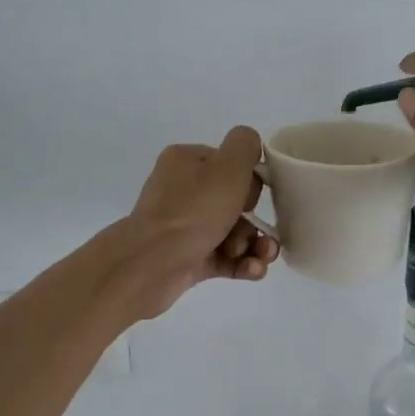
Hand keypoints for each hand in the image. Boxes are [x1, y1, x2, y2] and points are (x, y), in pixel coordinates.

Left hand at [115, 127, 281, 318]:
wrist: (154, 263)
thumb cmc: (194, 210)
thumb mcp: (228, 165)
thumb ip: (245, 145)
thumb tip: (251, 146)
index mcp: (186, 162)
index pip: (228, 164)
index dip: (248, 181)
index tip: (251, 197)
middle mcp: (182, 192)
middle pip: (234, 202)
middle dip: (253, 220)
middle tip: (255, 231)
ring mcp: (184, 228)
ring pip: (234, 233)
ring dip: (254, 245)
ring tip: (260, 257)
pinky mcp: (189, 259)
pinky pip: (226, 258)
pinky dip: (243, 264)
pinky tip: (253, 270)